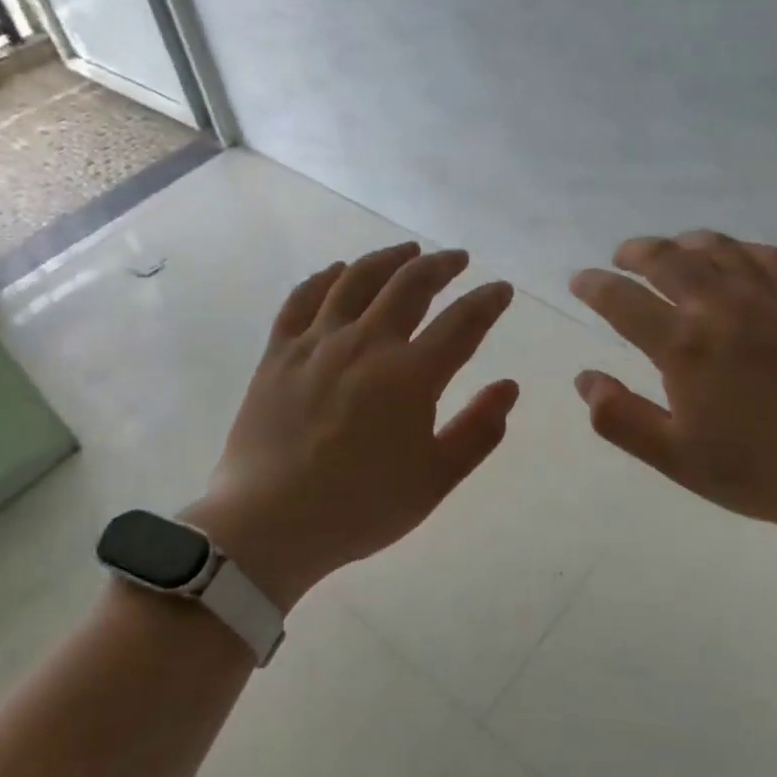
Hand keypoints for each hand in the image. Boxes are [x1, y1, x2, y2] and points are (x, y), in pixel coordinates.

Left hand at [186, 242, 517, 605]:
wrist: (269, 526)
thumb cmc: (360, 508)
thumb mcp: (435, 480)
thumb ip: (478, 430)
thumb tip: (508, 386)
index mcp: (410, 376)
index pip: (462, 322)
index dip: (487, 301)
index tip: (500, 289)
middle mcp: (366, 343)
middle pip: (410, 284)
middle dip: (441, 265)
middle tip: (458, 259)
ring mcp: (318, 342)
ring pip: (357, 279)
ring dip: (388, 258)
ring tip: (408, 250)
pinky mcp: (279, 352)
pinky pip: (302, 298)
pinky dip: (325, 277)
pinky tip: (339, 270)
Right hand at [569, 231, 776, 550]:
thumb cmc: (761, 469)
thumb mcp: (676, 458)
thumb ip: (621, 417)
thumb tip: (585, 378)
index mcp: (683, 345)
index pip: (622, 300)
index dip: (594, 285)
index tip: (580, 280)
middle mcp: (719, 306)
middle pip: (666, 259)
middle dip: (635, 252)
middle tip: (622, 257)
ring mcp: (768, 297)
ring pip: (716, 247)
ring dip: (684, 242)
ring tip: (672, 249)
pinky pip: (768, 255)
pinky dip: (740, 248)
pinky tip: (735, 256)